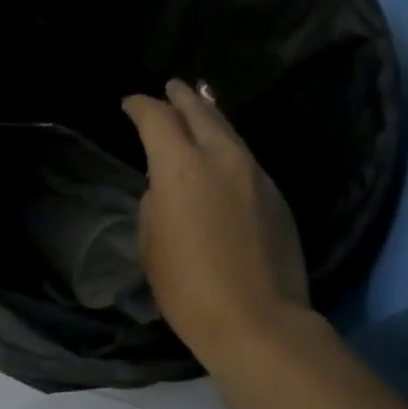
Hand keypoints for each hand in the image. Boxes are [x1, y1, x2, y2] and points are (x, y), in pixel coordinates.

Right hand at [123, 80, 309, 361]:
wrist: (258, 321)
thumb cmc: (189, 290)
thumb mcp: (152, 245)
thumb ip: (156, 204)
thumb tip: (166, 187)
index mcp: (181, 168)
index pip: (157, 119)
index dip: (140, 106)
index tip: (130, 103)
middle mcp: (222, 159)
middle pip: (201, 111)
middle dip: (182, 97)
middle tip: (172, 87)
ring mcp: (256, 174)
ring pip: (229, 132)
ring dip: (210, 118)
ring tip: (199, 109)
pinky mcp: (277, 196)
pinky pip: (246, 159)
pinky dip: (228, 149)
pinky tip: (222, 158)